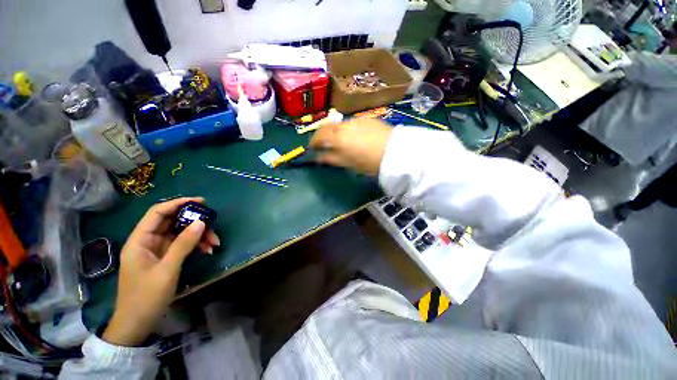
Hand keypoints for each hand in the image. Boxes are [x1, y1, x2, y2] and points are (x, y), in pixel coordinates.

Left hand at [103, 197, 219, 346]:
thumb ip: (183, 244)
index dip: (178, 203)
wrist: (137, 323)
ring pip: (180, 234)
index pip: (157, 213)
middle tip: (213, 224)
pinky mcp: (165, 258)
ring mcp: (157, 250)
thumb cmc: (146, 297)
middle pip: (172, 222)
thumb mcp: (167, 270)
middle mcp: (148, 241)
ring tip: (215, 243)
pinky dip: (196, 245)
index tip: (200, 202)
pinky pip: (183, 245)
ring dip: (199, 235)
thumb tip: (201, 222)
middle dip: (194, 222)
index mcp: (140, 240)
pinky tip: (207, 250)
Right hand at [309, 118, 392, 175]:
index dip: (313, 142)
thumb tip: (317, 157)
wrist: (394, 151)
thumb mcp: (347, 163)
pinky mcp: (367, 119)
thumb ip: (330, 158)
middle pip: (327, 126)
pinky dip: (348, 129)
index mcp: (337, 136)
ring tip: (341, 141)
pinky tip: (356, 137)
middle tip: (323, 143)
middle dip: (322, 134)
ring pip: (340, 124)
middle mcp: (344, 124)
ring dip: (336, 131)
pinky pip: (352, 123)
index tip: (312, 148)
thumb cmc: (368, 162)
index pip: (319, 135)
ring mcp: (356, 120)